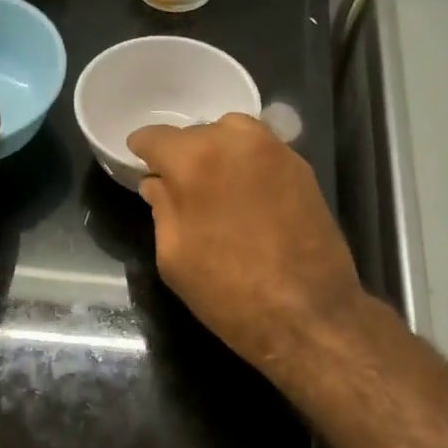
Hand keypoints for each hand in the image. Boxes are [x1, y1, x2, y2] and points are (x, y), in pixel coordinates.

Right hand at [126, 114, 364, 372]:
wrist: (309, 314)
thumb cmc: (230, 292)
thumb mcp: (175, 258)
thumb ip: (162, 209)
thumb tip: (158, 183)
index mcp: (196, 160)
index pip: (157, 138)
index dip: (143, 150)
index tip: (138, 162)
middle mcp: (238, 141)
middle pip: (198, 132)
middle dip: (184, 153)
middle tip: (178, 184)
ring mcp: (277, 152)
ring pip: (235, 134)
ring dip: (219, 151)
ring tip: (214, 185)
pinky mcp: (304, 170)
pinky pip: (264, 152)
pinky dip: (248, 163)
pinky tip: (246, 194)